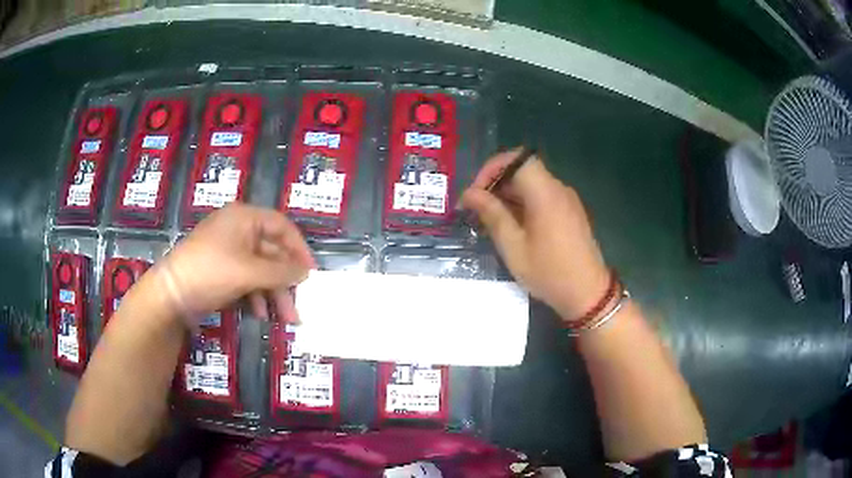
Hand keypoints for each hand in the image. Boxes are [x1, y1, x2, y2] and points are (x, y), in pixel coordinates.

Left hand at [152, 203, 314, 323]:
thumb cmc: (210, 272)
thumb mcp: (249, 272)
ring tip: (285, 318)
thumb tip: (306, 272)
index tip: (311, 273)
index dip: (299, 248)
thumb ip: (281, 272)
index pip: (282, 226)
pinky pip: (247, 279)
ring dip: (273, 293)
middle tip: (298, 306)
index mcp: (244, 218)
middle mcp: (238, 231)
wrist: (170, 294)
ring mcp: (229, 252)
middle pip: (272, 253)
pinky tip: (259, 313)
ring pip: (260, 270)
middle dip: (286, 281)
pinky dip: (256, 295)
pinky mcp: (222, 271)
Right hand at [461, 149, 609, 319]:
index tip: (476, 193)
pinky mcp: (570, 212)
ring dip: (509, 195)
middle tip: (477, 209)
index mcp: (545, 193)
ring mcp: (567, 200)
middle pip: (523, 170)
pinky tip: (513, 227)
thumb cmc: (549, 273)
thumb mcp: (514, 247)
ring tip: (491, 220)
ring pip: (532, 184)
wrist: (588, 293)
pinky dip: (523, 203)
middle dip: (497, 183)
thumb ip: (492, 215)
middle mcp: (558, 189)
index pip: (516, 159)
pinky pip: (543, 196)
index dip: (492, 169)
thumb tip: (470, 194)